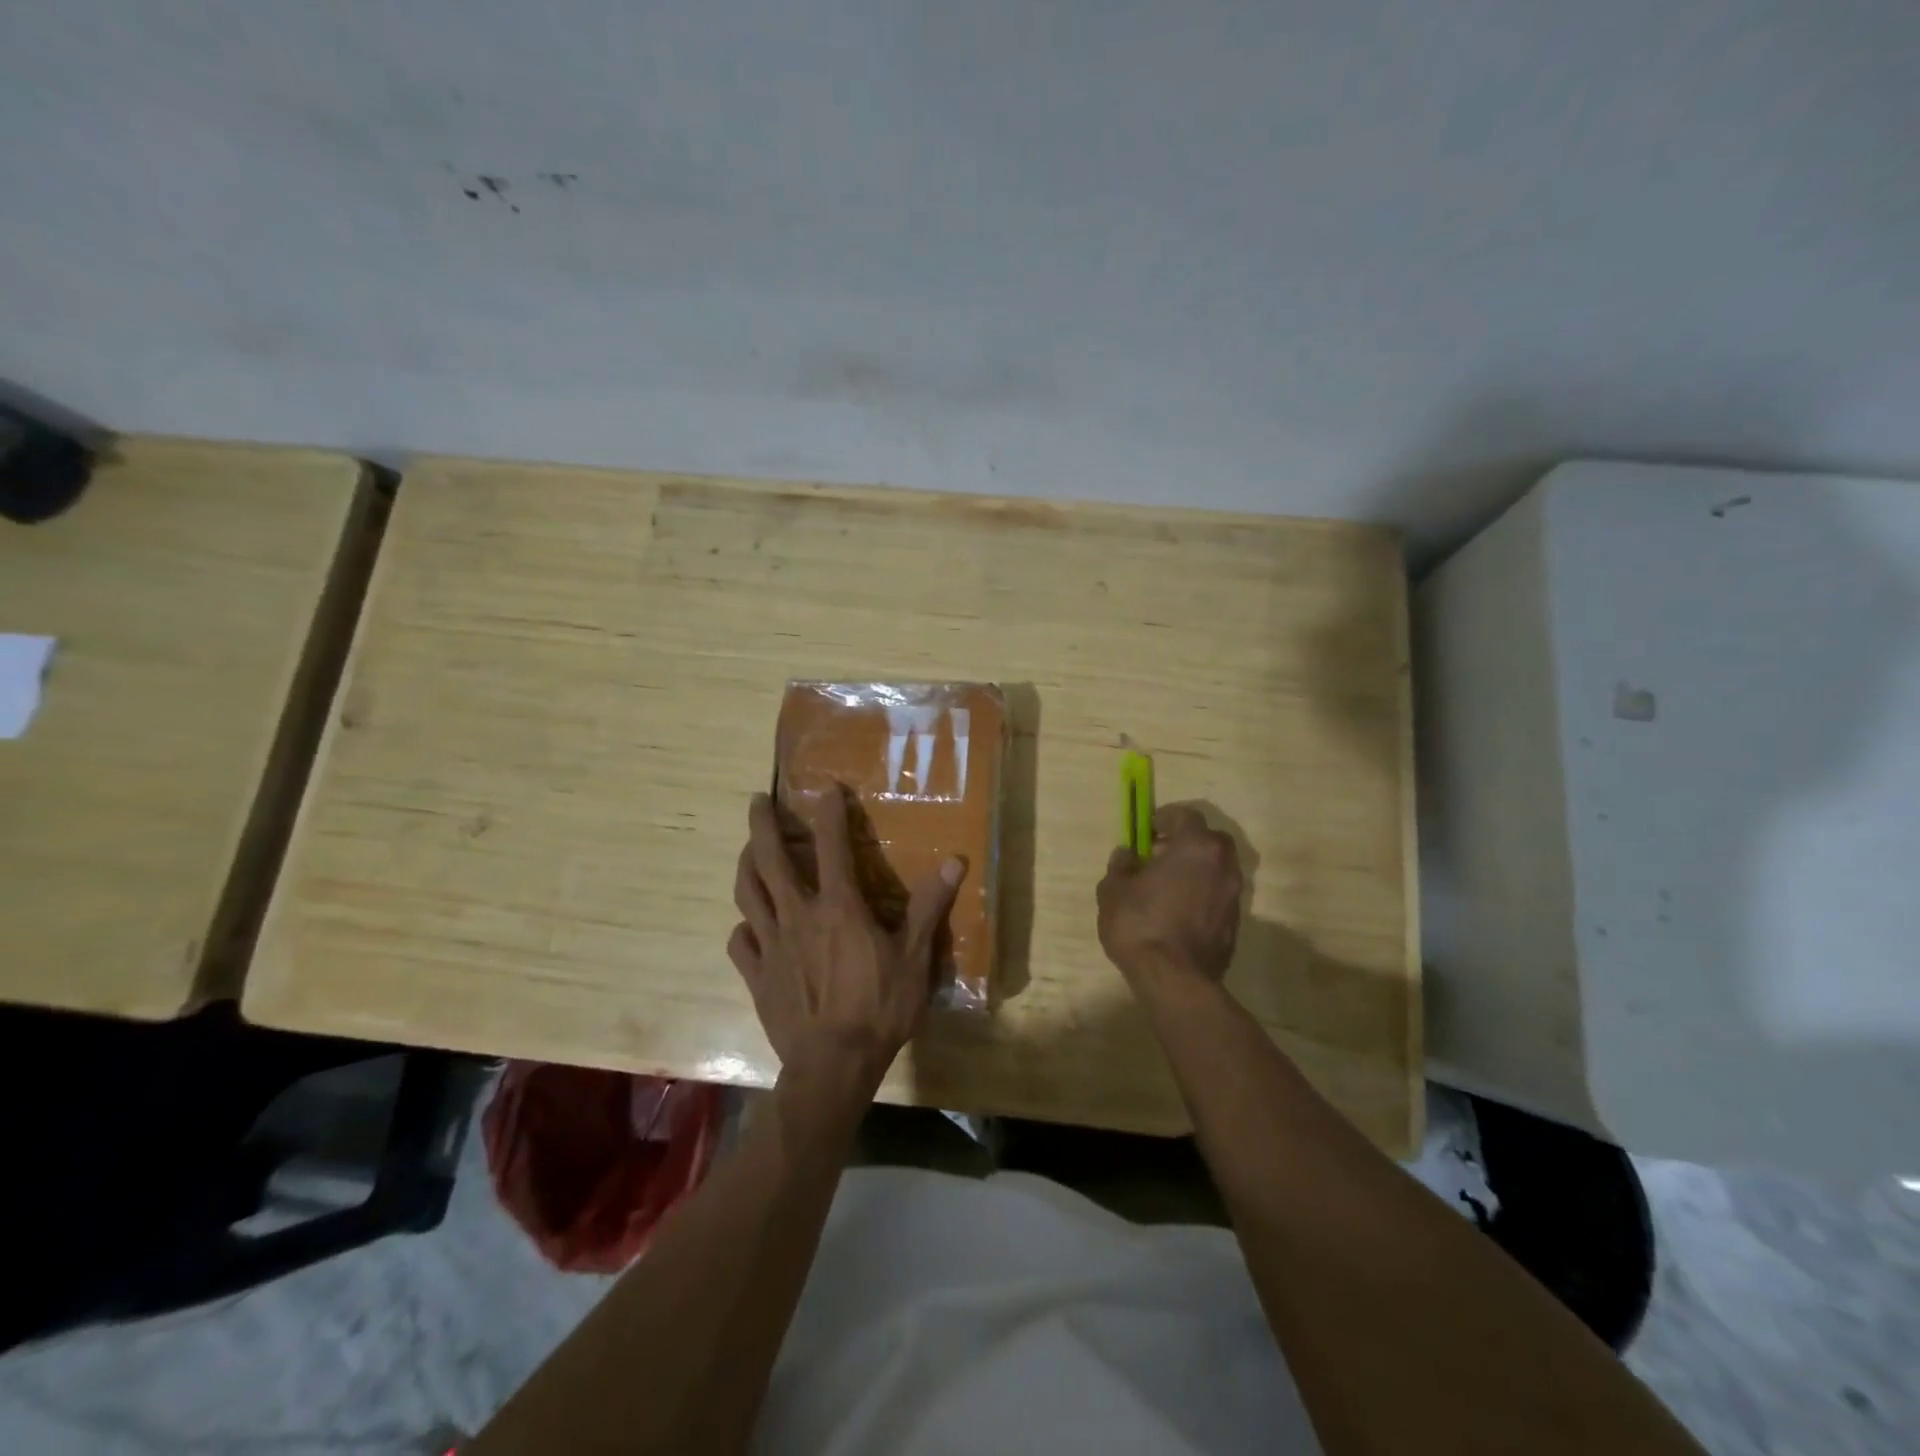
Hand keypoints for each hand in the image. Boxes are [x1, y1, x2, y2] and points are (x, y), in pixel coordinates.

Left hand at [728, 786, 965, 1089]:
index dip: (829, 813)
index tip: (825, 788)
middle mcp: (798, 915)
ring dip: (746, 865)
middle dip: (762, 824)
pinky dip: (743, 926)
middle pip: (770, 859)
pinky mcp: (757, 975)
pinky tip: (748, 924)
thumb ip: (928, 906)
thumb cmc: (879, 1008)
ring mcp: (771, 945)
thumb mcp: (914, 957)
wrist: (833, 1066)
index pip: (832, 847)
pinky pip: (740, 942)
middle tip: (758, 800)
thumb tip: (955, 861)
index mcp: (838, 907)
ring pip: (748, 893)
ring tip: (747, 850)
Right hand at [1098, 804, 1244, 986]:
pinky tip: (1178, 911)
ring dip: (1196, 870)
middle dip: (1186, 842)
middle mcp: (1222, 865)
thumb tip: (1128, 856)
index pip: (1185, 815)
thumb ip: (1121, 866)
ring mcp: (1234, 895)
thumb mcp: (1114, 890)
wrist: (1175, 980)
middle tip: (1160, 855)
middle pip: (1209, 840)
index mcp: (1195, 846)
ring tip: (1168, 886)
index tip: (1148, 830)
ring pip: (1217, 869)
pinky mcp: (1235, 923)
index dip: (1165, 818)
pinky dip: (1202, 894)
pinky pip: (1218, 895)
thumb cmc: (1140, 924)